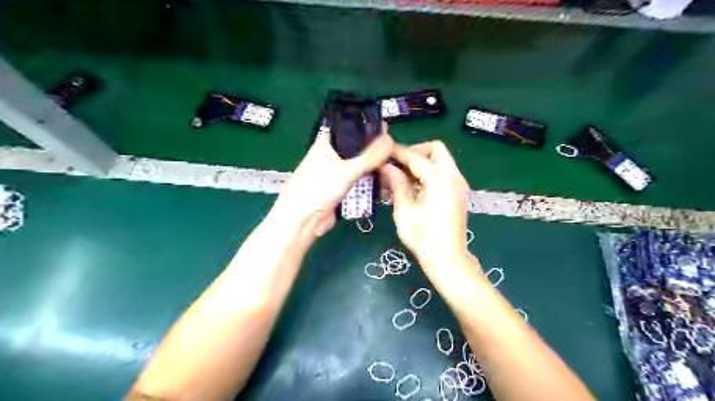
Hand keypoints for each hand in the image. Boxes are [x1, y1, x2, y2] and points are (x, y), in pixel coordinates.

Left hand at [274, 120, 396, 233]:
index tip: (392, 133)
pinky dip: (372, 181)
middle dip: (377, 152)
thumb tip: (391, 139)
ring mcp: (339, 172)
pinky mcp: (343, 188)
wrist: (303, 221)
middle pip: (361, 149)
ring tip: (396, 168)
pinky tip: (386, 182)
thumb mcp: (346, 169)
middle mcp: (334, 155)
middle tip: (398, 154)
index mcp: (329, 142)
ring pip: (362, 166)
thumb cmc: (319, 188)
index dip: (372, 130)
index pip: (353, 129)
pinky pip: (361, 181)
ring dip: (376, 168)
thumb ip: (370, 155)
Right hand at [379, 141, 472, 272]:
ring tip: (401, 173)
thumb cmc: (423, 238)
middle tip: (397, 163)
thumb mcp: (405, 211)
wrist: (448, 259)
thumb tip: (386, 167)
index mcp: (440, 180)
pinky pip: (444, 171)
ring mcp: (458, 184)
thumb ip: (397, 184)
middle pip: (436, 149)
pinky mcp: (458, 192)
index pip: (416, 157)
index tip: (382, 152)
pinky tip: (414, 183)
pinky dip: (429, 170)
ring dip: (422, 161)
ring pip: (441, 159)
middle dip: (415, 151)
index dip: (398, 152)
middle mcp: (453, 176)